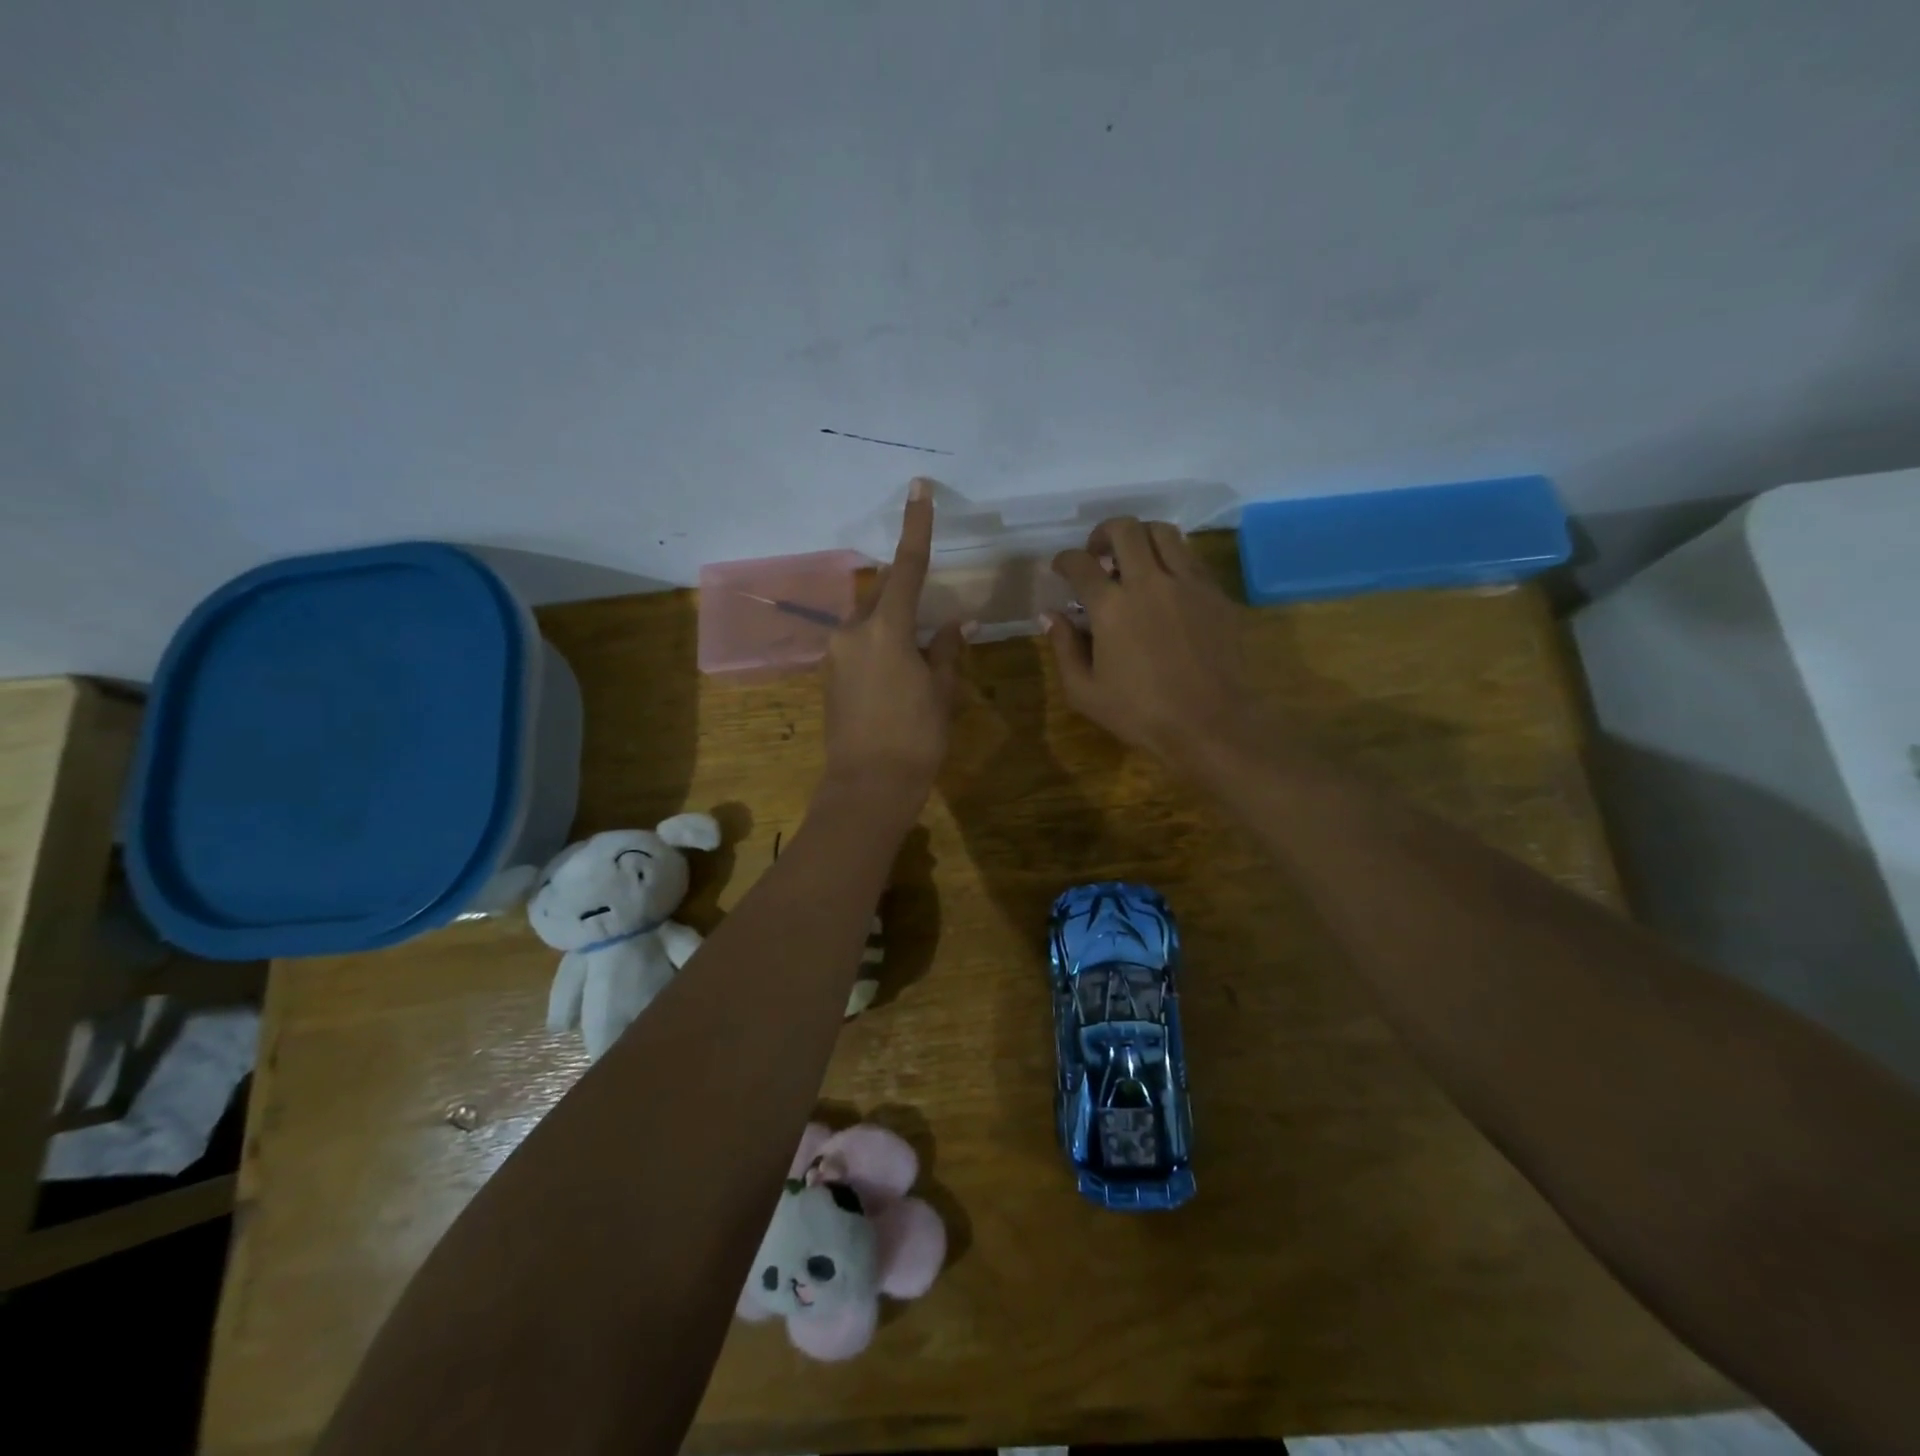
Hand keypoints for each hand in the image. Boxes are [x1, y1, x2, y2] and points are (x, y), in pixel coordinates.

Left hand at [822, 479, 964, 807]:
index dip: (916, 526)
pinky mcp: (830, 675)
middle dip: (906, 587)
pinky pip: (859, 643)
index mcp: (886, 629)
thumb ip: (946, 651)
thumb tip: (955, 624)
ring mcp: (836, 653)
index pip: (907, 567)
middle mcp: (854, 632)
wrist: (867, 786)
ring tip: (920, 647)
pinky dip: (881, 642)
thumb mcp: (941, 692)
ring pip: (870, 618)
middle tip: (931, 604)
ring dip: (894, 619)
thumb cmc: (915, 738)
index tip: (919, 489)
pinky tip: (899, 668)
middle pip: (883, 592)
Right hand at [1047, 517, 1252, 768]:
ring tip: (1134, 559)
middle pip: (1125, 529)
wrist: (1210, 722)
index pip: (1081, 564)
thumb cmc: (1140, 713)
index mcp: (1111, 606)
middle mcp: (1150, 582)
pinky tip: (1166, 584)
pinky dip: (1171, 559)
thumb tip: (1050, 615)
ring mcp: (1188, 584)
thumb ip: (1064, 647)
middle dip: (1103, 533)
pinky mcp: (1216, 594)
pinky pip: (1191, 558)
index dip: (1065, 560)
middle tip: (1098, 553)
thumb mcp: (1085, 691)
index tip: (1062, 568)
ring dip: (1141, 537)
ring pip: (1163, 533)